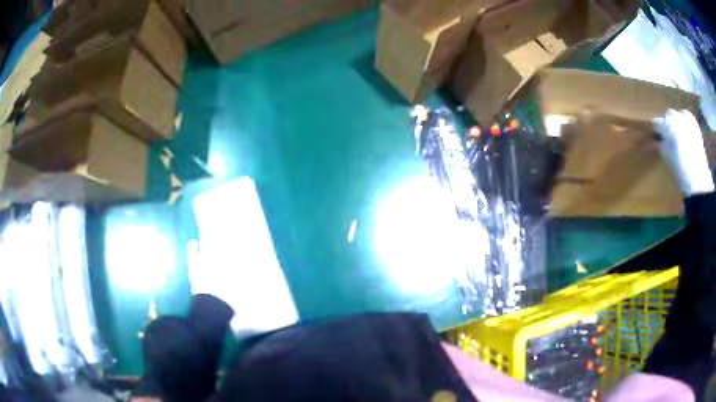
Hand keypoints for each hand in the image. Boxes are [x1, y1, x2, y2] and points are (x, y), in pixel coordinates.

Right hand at [653, 109, 713, 196]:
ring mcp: (687, 119)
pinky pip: (687, 117)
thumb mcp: (667, 157)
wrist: (698, 180)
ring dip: (676, 123)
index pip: (656, 123)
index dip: (656, 132)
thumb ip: (660, 144)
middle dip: (667, 124)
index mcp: (667, 125)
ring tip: (678, 135)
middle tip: (668, 137)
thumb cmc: (680, 171)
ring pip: (677, 115)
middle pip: (668, 115)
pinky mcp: (694, 124)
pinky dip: (685, 121)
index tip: (656, 139)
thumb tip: (657, 138)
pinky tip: (686, 131)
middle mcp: (677, 117)